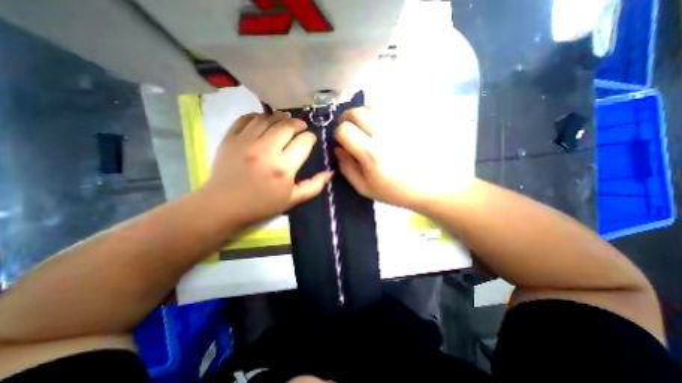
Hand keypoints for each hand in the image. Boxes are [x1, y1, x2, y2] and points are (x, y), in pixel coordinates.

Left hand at [205, 110, 332, 223]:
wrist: (223, 206)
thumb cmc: (262, 205)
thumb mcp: (293, 200)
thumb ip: (314, 186)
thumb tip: (330, 172)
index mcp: (284, 167)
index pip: (304, 142)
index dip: (310, 138)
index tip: (311, 139)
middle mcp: (266, 150)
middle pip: (287, 125)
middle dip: (298, 123)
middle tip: (301, 127)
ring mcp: (246, 141)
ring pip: (268, 118)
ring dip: (280, 117)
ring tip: (285, 121)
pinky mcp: (230, 138)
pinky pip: (247, 118)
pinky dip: (258, 116)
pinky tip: (263, 121)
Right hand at [333, 108, 466, 210]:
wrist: (432, 185)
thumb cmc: (396, 191)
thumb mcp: (364, 187)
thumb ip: (346, 167)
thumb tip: (337, 149)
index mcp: (372, 153)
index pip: (344, 129)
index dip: (338, 135)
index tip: (342, 144)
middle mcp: (385, 133)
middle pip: (356, 111)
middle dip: (347, 120)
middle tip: (350, 132)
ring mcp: (399, 123)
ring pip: (371, 107)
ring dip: (362, 117)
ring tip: (367, 131)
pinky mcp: (410, 119)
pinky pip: (387, 110)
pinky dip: (378, 117)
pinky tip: (383, 130)